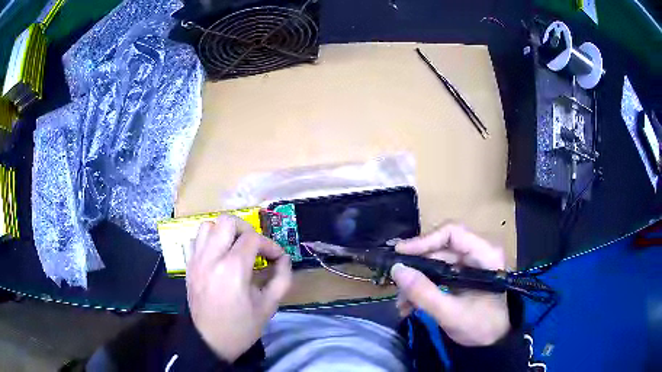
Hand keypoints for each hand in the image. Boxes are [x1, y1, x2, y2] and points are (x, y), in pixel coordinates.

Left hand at [186, 215, 291, 360]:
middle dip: (246, 229)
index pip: (252, 239)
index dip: (269, 244)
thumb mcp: (268, 306)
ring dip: (225, 232)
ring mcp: (196, 260)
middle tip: (255, 247)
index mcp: (233, 269)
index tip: (277, 257)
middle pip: (227, 221)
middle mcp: (211, 258)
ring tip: (235, 248)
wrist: (210, 341)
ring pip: (208, 225)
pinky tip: (218, 255)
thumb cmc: (241, 327)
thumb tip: (284, 259)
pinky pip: (196, 239)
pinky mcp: (188, 265)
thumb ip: (281, 279)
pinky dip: (209, 240)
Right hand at [391, 224, 509, 346]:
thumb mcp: (451, 314)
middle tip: (395, 283)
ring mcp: (469, 265)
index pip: (452, 233)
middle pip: (440, 249)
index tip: (400, 253)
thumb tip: (397, 270)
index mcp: (485, 254)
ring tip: (401, 304)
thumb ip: (424, 293)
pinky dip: (422, 288)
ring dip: (416, 281)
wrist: (495, 340)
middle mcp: (477, 253)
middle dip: (416, 268)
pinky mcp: (462, 276)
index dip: (424, 240)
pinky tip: (410, 306)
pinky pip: (437, 274)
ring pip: (435, 263)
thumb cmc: (481, 326)